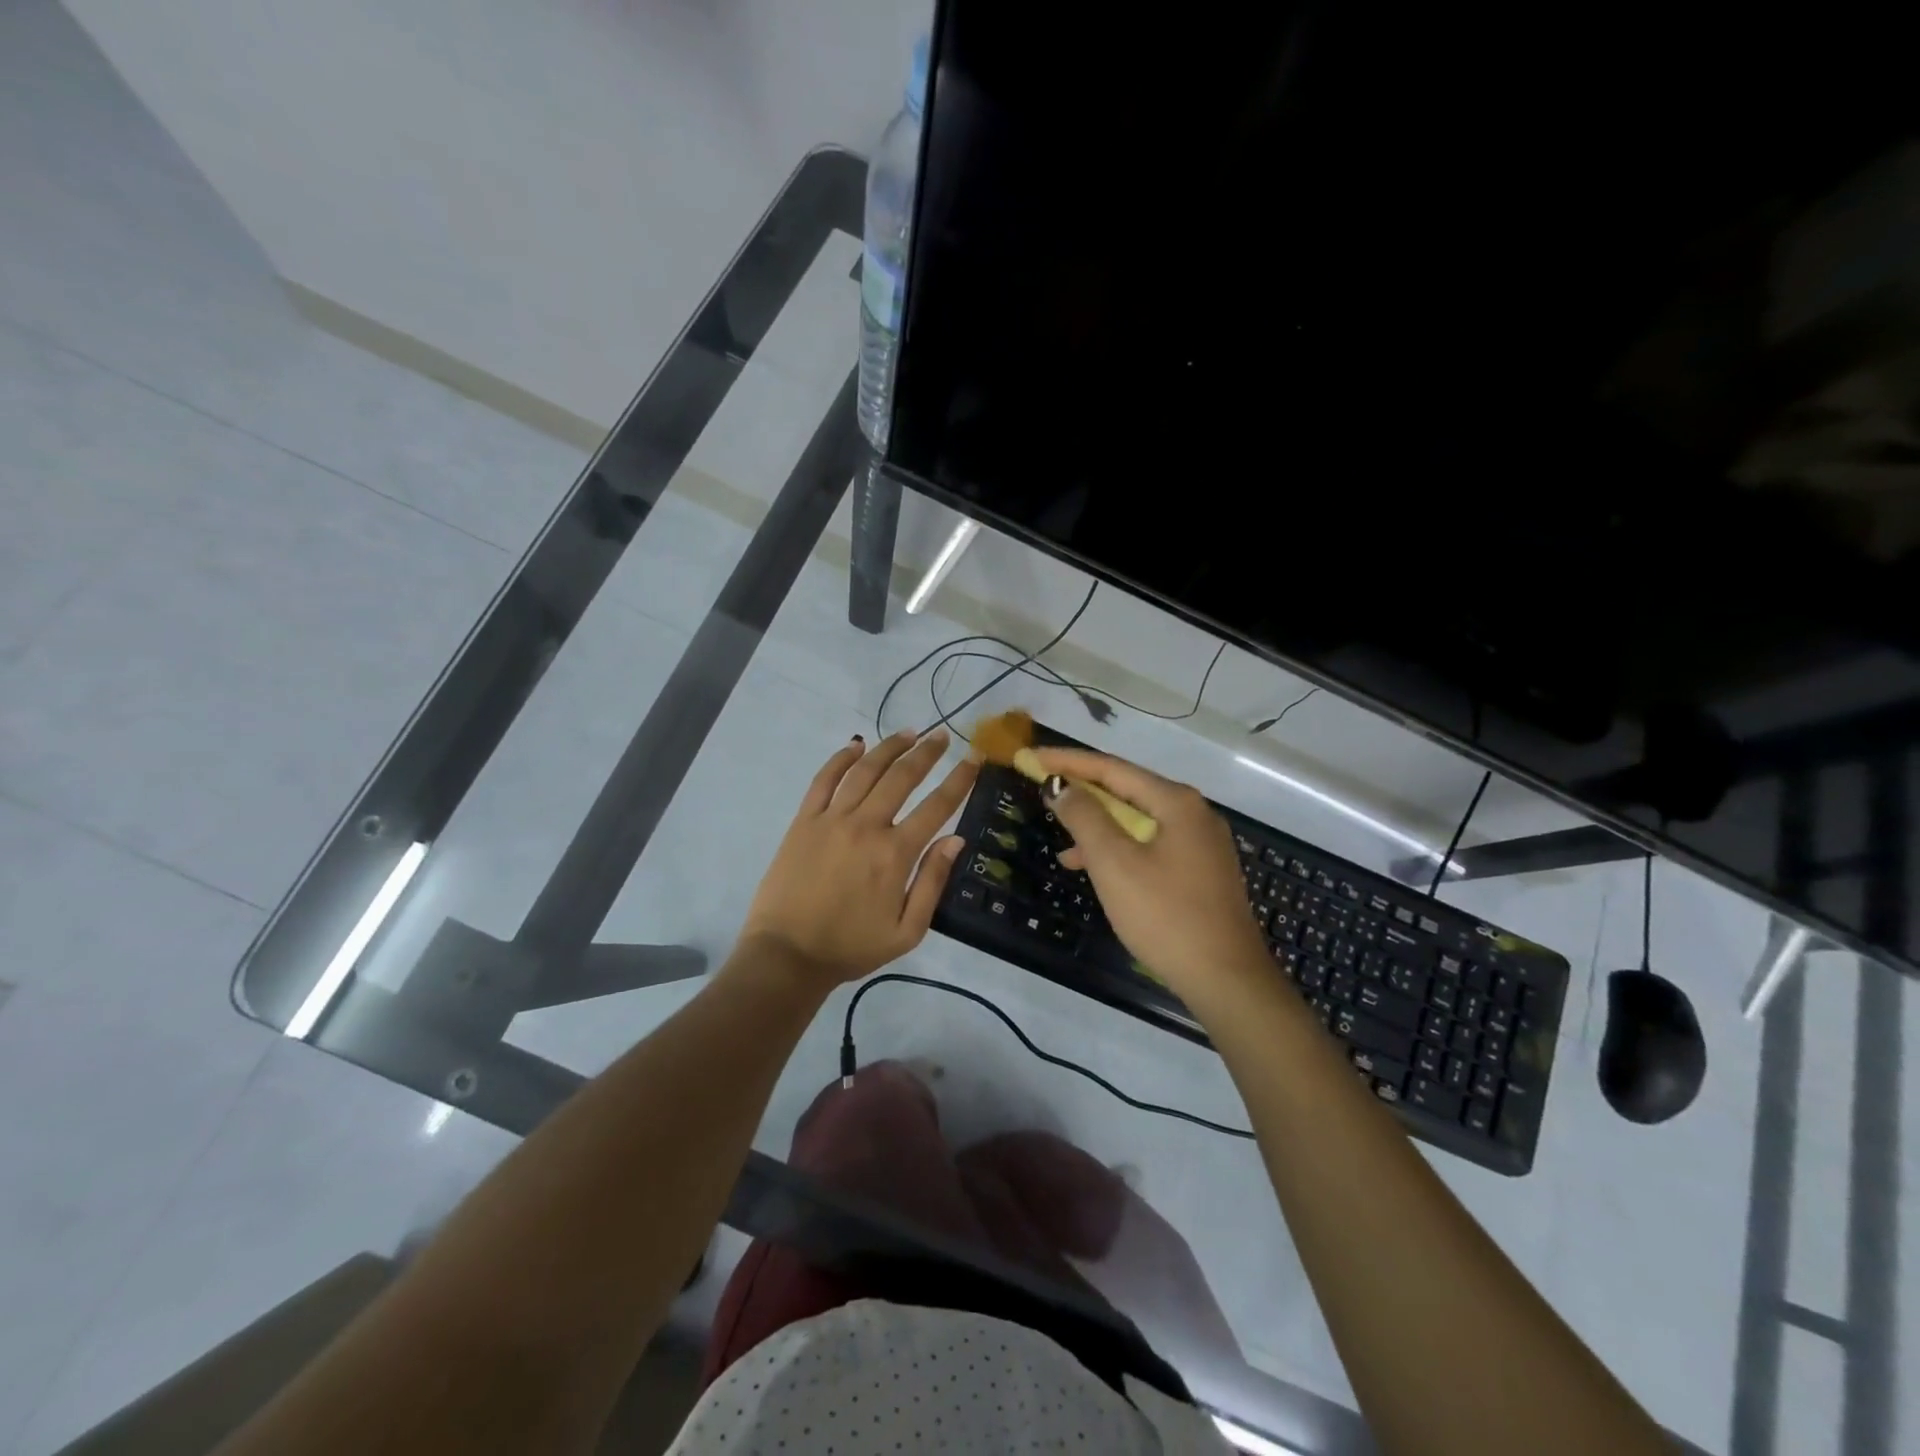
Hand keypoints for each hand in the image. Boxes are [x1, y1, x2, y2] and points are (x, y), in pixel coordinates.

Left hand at [740, 728, 976, 986]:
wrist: (787, 955)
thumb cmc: (851, 947)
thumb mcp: (906, 931)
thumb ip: (933, 882)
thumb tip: (956, 839)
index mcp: (895, 853)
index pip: (937, 805)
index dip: (960, 779)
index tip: (974, 758)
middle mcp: (866, 826)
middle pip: (902, 777)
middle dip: (927, 752)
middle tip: (942, 735)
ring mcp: (831, 819)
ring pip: (866, 770)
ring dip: (890, 747)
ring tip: (909, 733)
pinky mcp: (804, 820)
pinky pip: (824, 779)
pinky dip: (841, 758)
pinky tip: (855, 745)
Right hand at [1031, 748, 1269, 1004]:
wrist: (1226, 980)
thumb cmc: (1165, 915)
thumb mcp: (1114, 863)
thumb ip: (1084, 817)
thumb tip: (1061, 786)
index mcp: (1176, 802)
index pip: (1112, 768)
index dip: (1068, 762)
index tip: (1031, 758)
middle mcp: (1193, 813)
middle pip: (1127, 790)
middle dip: (1083, 790)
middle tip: (1044, 787)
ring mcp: (1200, 843)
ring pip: (1138, 821)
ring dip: (1098, 825)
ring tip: (1061, 839)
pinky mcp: (1200, 871)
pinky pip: (1150, 845)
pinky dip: (1119, 850)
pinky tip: (1094, 869)